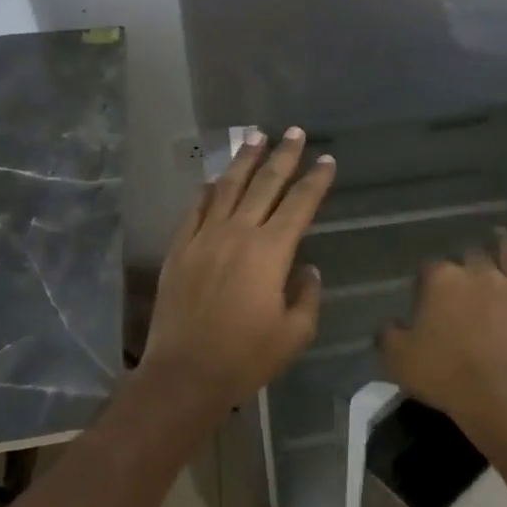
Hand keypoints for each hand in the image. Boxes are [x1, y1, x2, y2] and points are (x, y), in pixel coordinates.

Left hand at [136, 129, 334, 431]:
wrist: (184, 374)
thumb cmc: (246, 357)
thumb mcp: (294, 334)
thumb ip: (306, 295)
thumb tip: (307, 269)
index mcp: (271, 251)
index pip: (299, 204)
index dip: (315, 180)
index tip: (326, 160)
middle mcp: (238, 233)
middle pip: (264, 184)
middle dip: (283, 156)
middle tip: (294, 132)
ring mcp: (204, 238)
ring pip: (227, 188)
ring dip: (244, 160)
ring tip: (255, 137)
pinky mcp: (180, 249)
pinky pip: (195, 209)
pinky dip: (207, 191)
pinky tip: (214, 179)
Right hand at [378, 229, 506, 453]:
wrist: (502, 393)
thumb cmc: (445, 374)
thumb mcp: (399, 359)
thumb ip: (389, 336)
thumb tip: (388, 325)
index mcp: (442, 281)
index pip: (429, 269)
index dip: (426, 279)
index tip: (424, 292)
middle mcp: (479, 273)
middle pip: (470, 256)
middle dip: (465, 258)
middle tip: (462, 266)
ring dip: (505, 242)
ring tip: (500, 234)